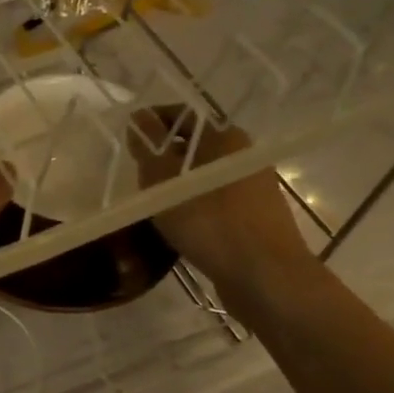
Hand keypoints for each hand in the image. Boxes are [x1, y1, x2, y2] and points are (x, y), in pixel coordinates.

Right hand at [128, 111, 314, 307]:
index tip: (128, 141)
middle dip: (163, 157)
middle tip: (135, 175)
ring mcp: (252, 188)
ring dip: (176, 185)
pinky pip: (214, 202)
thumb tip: (138, 118)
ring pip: (203, 176)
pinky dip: (192, 206)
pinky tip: (177, 225)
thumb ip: (150, 149)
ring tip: (150, 204)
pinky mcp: (253, 218)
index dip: (153, 124)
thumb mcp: (166, 183)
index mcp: (226, 137)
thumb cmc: (211, 222)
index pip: (183, 116)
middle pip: (195, 147)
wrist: (265, 276)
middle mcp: (243, 156)